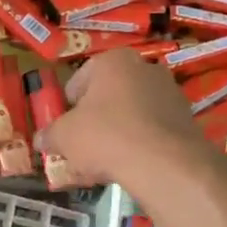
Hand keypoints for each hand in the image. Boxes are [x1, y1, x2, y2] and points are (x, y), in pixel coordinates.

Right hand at [34, 48, 207, 192]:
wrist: (164, 164)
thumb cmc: (105, 137)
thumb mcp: (64, 137)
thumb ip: (49, 135)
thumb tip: (40, 140)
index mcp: (112, 61)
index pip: (78, 81)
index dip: (67, 108)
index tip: (65, 130)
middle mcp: (144, 67)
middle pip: (107, 96)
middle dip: (94, 120)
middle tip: (84, 147)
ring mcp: (169, 91)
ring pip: (130, 113)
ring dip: (117, 132)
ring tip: (107, 162)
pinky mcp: (186, 117)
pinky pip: (152, 128)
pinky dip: (140, 143)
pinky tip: (130, 165)